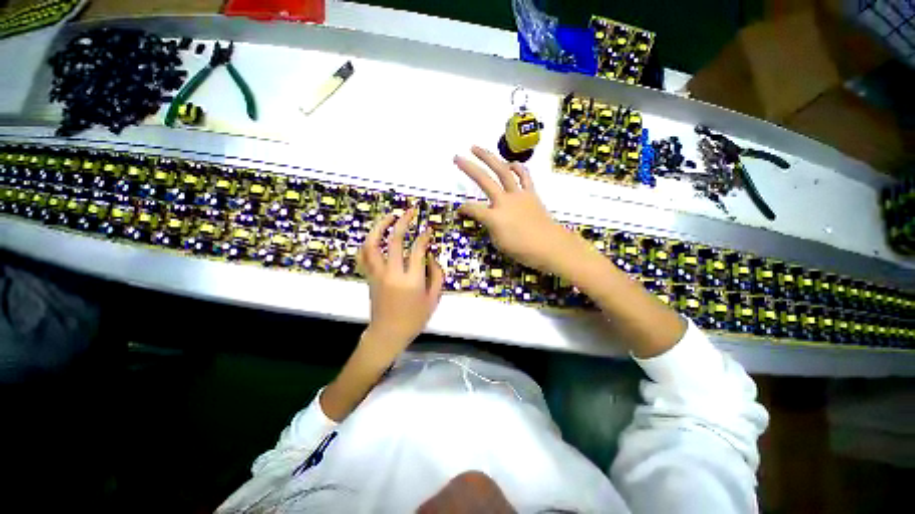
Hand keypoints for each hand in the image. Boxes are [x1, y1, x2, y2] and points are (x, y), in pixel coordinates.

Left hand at [356, 207, 444, 363]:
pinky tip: (374, 235)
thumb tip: (430, 255)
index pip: (418, 249)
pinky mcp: (369, 276)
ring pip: (373, 244)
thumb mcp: (433, 299)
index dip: (424, 236)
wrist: (387, 333)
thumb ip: (436, 275)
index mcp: (411, 280)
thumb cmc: (414, 319)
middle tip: (410, 211)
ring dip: (380, 226)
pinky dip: (367, 242)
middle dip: (403, 221)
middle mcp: (392, 273)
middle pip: (394, 240)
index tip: (428, 229)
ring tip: (390, 216)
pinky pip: (364, 255)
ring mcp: (377, 274)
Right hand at [454, 146, 580, 273]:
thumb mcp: (499, 243)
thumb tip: (487, 217)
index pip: (472, 209)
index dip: (463, 209)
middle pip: (483, 180)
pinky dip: (517, 167)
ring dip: (489, 157)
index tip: (459, 211)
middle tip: (457, 157)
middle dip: (468, 167)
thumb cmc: (522, 249)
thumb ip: (490, 227)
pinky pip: (524, 176)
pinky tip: (511, 163)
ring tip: (477, 148)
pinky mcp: (530, 193)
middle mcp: (504, 201)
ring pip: (502, 170)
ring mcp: (518, 194)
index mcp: (494, 217)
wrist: (550, 245)